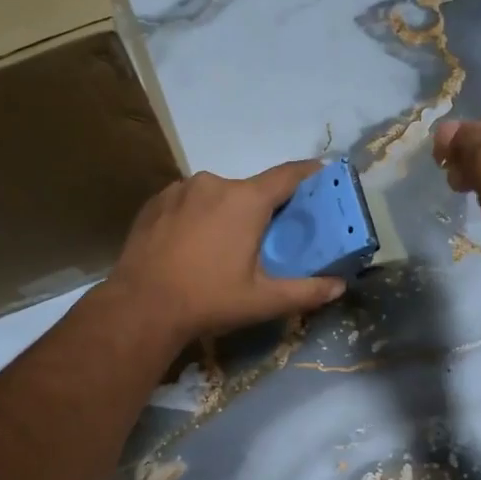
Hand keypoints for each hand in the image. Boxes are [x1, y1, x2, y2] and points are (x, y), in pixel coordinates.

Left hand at [109, 161, 347, 344]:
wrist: (140, 307)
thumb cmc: (208, 300)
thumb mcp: (263, 301)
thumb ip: (306, 291)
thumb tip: (340, 286)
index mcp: (245, 200)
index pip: (288, 175)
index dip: (309, 173)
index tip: (323, 173)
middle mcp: (214, 183)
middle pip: (250, 189)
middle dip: (262, 208)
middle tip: (267, 238)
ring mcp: (180, 189)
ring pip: (216, 195)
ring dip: (226, 213)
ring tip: (223, 247)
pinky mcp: (155, 201)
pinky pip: (188, 201)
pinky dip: (197, 216)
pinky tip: (192, 244)